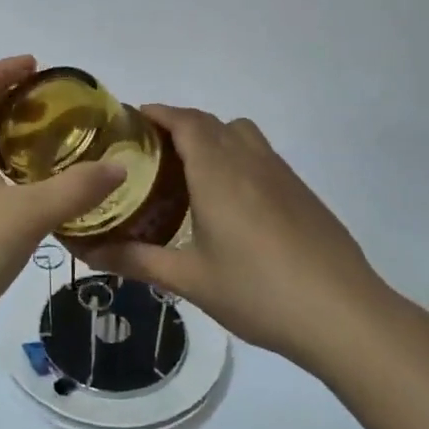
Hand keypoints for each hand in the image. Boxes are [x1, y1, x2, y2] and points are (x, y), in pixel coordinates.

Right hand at [81, 106, 401, 363]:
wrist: (343, 315)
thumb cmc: (258, 291)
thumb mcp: (189, 280)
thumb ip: (135, 261)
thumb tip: (86, 253)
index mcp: (218, 172)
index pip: (186, 121)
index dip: (158, 113)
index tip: (131, 121)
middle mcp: (250, 161)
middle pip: (211, 123)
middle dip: (179, 125)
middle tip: (150, 153)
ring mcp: (282, 175)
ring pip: (241, 135)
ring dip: (213, 138)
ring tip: (190, 173)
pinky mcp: (303, 194)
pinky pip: (262, 156)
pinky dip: (237, 158)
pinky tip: (231, 204)